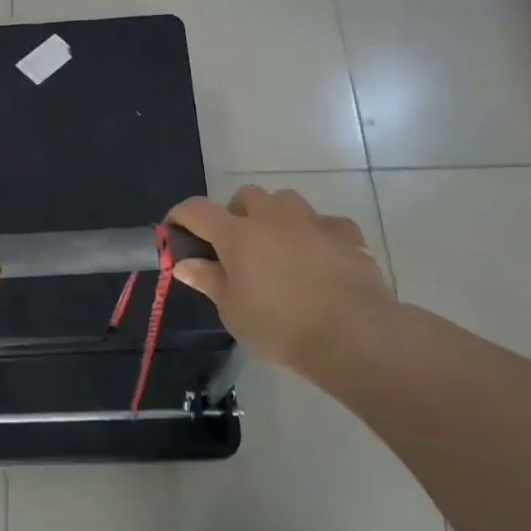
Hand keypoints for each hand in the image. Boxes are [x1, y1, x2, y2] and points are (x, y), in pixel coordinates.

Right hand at [168, 185, 392, 374]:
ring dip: (275, 218)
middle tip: (236, 247)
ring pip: (285, 201)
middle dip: (235, 214)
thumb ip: (209, 280)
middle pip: (245, 196)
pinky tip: (318, 260)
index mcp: (237, 234)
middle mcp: (273, 217)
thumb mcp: (233, 311)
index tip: (176, 232)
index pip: (197, 210)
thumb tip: (186, 264)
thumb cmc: (281, 326)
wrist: (354, 334)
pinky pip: (323, 223)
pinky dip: (314, 235)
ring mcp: (312, 221)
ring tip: (278, 249)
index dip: (181, 216)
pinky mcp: (346, 232)